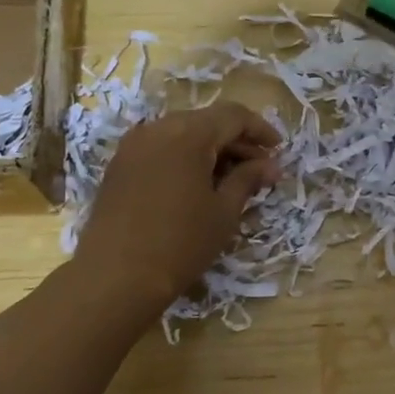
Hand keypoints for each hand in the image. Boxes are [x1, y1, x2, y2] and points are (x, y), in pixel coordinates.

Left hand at [73, 102, 279, 316]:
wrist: (115, 277)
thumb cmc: (181, 243)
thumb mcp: (224, 212)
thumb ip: (248, 180)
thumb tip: (271, 165)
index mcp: (188, 133)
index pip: (233, 116)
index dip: (260, 130)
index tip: (279, 151)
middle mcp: (158, 129)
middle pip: (206, 121)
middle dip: (236, 141)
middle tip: (259, 170)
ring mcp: (133, 146)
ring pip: (182, 134)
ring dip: (210, 150)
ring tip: (230, 180)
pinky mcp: (118, 166)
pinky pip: (160, 149)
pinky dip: (184, 159)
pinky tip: (196, 185)